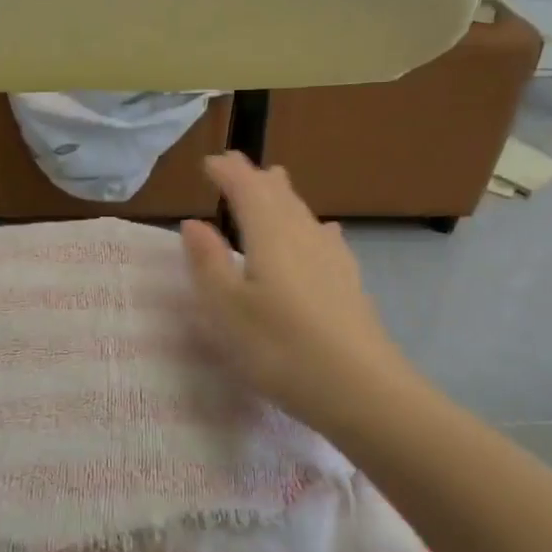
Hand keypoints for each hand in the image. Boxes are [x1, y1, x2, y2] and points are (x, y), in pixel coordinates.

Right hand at [180, 154, 410, 436]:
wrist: (360, 388)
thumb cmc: (280, 348)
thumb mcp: (227, 310)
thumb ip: (207, 263)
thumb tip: (192, 223)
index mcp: (269, 234)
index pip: (246, 188)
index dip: (227, 171)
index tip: (209, 163)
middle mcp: (303, 234)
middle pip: (279, 194)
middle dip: (255, 177)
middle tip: (237, 168)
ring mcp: (333, 256)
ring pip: (304, 212)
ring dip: (283, 196)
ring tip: (273, 186)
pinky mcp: (349, 281)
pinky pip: (325, 236)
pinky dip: (311, 225)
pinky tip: (322, 232)